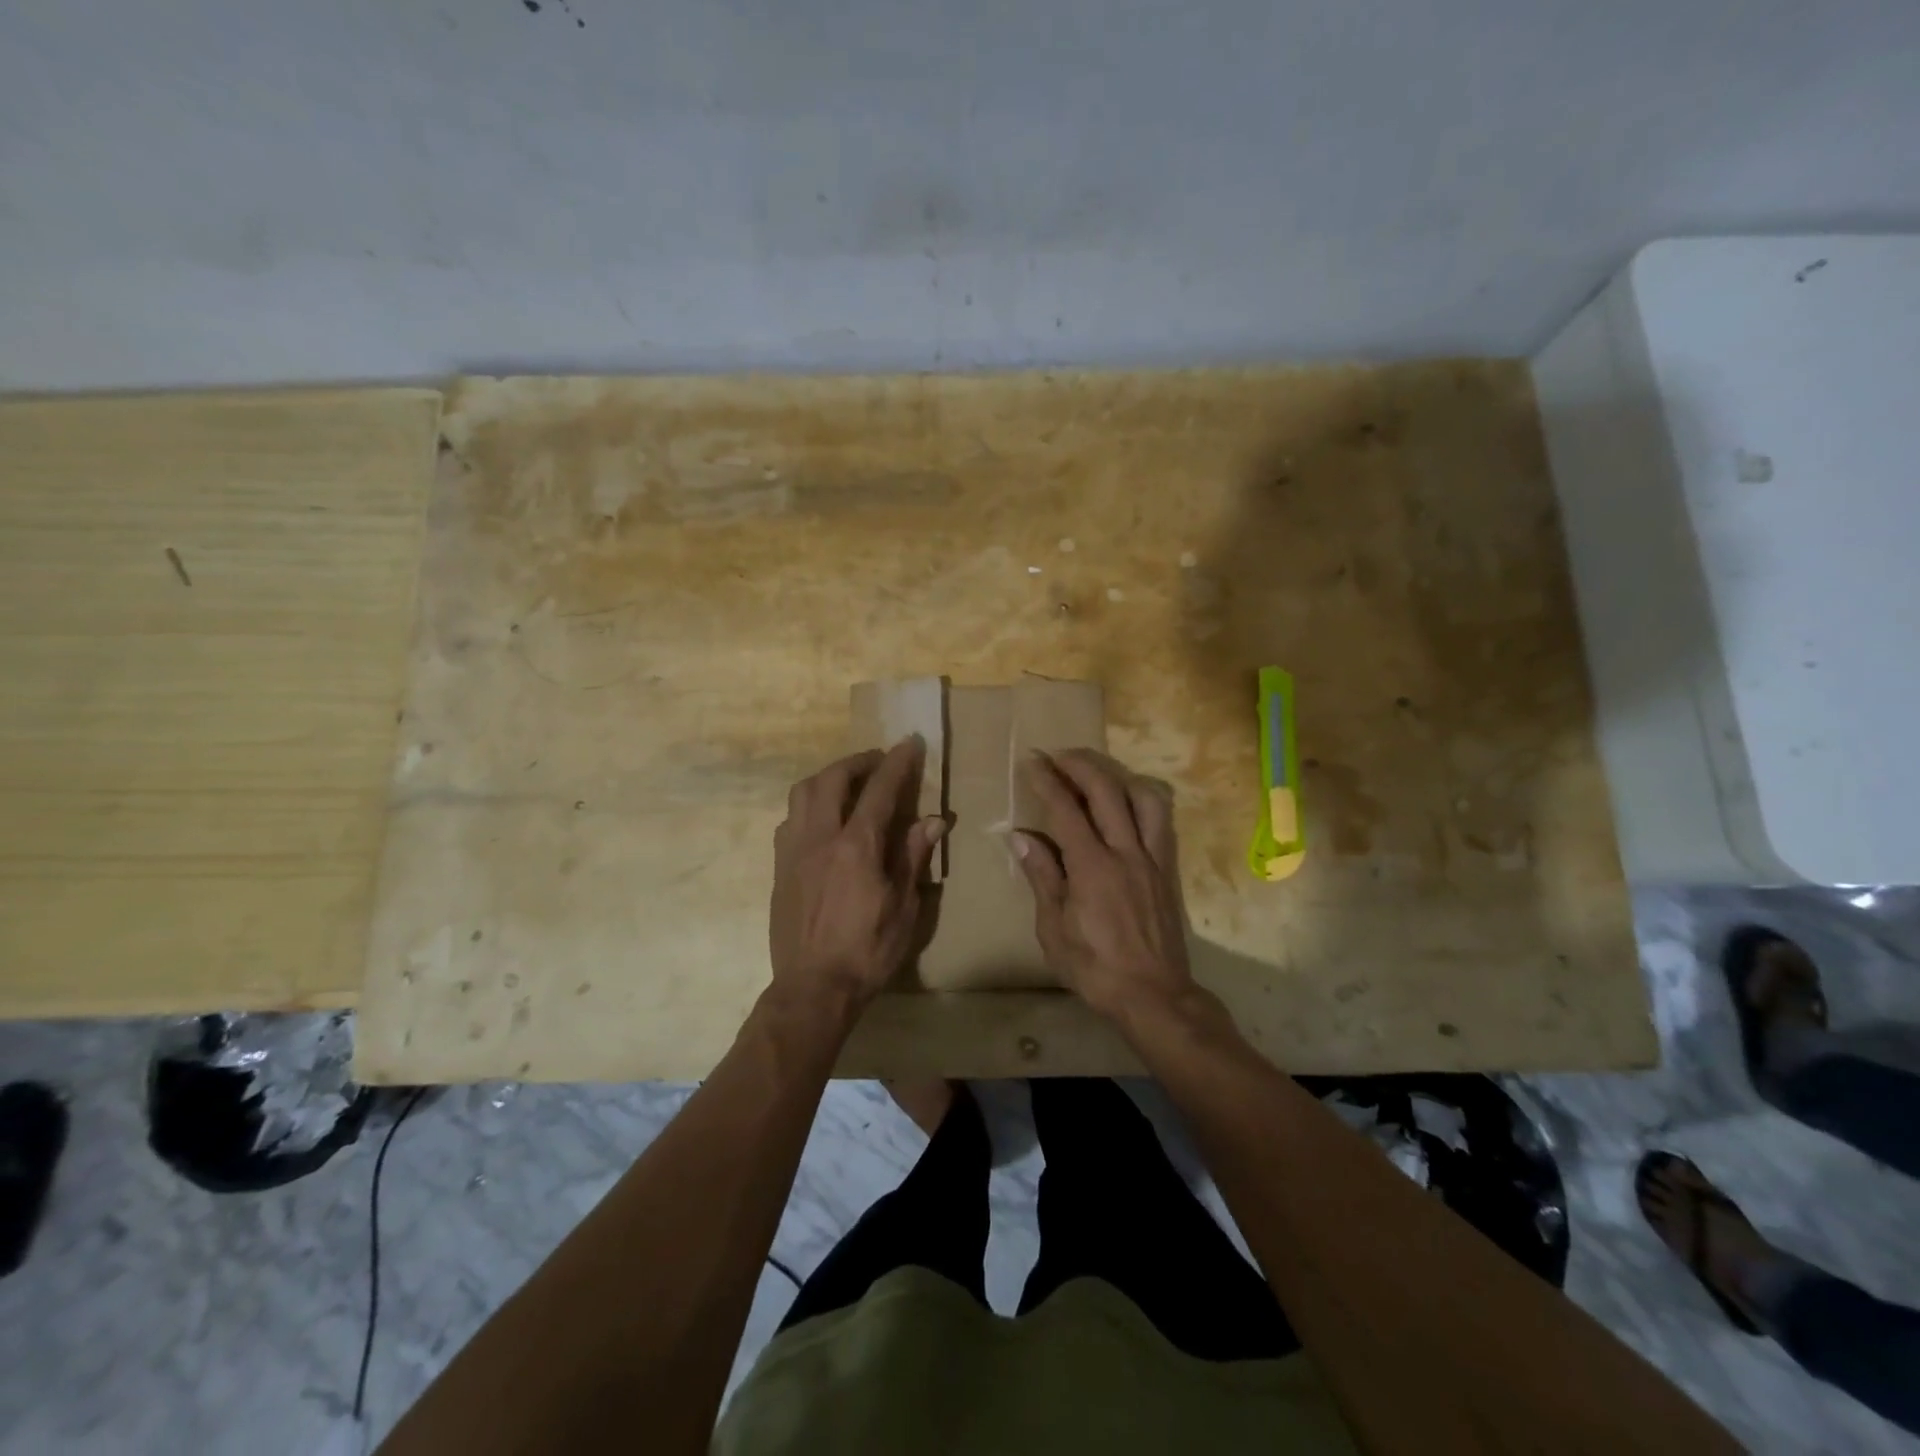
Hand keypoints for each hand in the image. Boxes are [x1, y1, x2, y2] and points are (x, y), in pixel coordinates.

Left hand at [769, 739, 946, 1014]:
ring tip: (848, 784)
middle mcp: (820, 838)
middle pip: (832, 779)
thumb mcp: (904, 907)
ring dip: (828, 778)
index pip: (880, 789)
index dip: (897, 762)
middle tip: (878, 762)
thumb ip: (914, 857)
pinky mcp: (779, 867)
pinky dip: (809, 805)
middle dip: (858, 761)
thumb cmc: (867, 950)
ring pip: (802, 793)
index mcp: (856, 847)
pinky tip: (823, 821)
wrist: (813, 988)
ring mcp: (793, 851)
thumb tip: (933, 819)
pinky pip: (790, 819)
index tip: (909, 741)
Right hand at [1014, 749, 1196, 1022]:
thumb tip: (1020, 838)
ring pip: (1144, 799)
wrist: (1154, 995)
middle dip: (1080, 765)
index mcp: (1092, 868)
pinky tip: (1129, 804)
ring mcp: (1152, 859)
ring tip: (1098, 774)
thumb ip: (1042, 877)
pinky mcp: (1168, 870)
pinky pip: (1162, 822)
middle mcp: (1125, 853)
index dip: (1047, 780)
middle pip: (1106, 791)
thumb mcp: (1054, 929)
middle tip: (1059, 755)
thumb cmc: (1094, 968)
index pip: (1066, 810)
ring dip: (1118, 777)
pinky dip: (1144, 801)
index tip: (1033, 761)